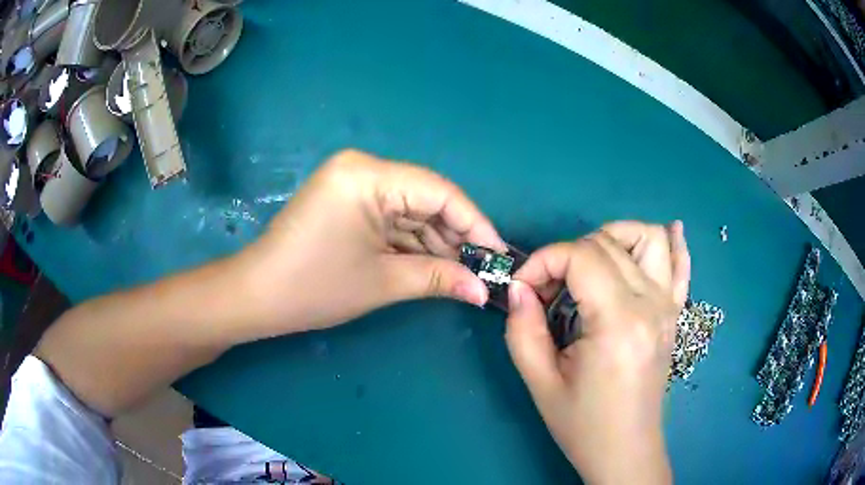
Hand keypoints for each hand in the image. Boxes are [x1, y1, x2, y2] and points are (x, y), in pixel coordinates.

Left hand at [238, 149, 505, 335]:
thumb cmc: (314, 287)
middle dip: (456, 236)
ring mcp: (353, 183)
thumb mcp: (383, 282)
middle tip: (483, 269)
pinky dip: (413, 242)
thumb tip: (483, 291)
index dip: (475, 223)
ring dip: (436, 242)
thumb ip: (440, 278)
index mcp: (368, 175)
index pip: (440, 191)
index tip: (498, 254)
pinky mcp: (347, 200)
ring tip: (464, 273)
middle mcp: (362, 168)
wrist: (257, 296)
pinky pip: (391, 217)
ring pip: (411, 209)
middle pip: (426, 198)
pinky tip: (435, 264)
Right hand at [507, 221, 689, 483]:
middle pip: (608, 243)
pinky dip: (675, 243)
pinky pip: (682, 265)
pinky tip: (669, 231)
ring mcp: (669, 306)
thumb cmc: (583, 425)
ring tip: (590, 265)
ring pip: (649, 238)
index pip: (581, 256)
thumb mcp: (541, 383)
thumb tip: (519, 288)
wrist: (626, 451)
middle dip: (567, 254)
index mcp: (619, 322)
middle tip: (547, 290)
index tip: (523, 287)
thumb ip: (523, 329)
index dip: (544, 260)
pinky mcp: (675, 314)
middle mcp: (651, 304)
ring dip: (615, 238)